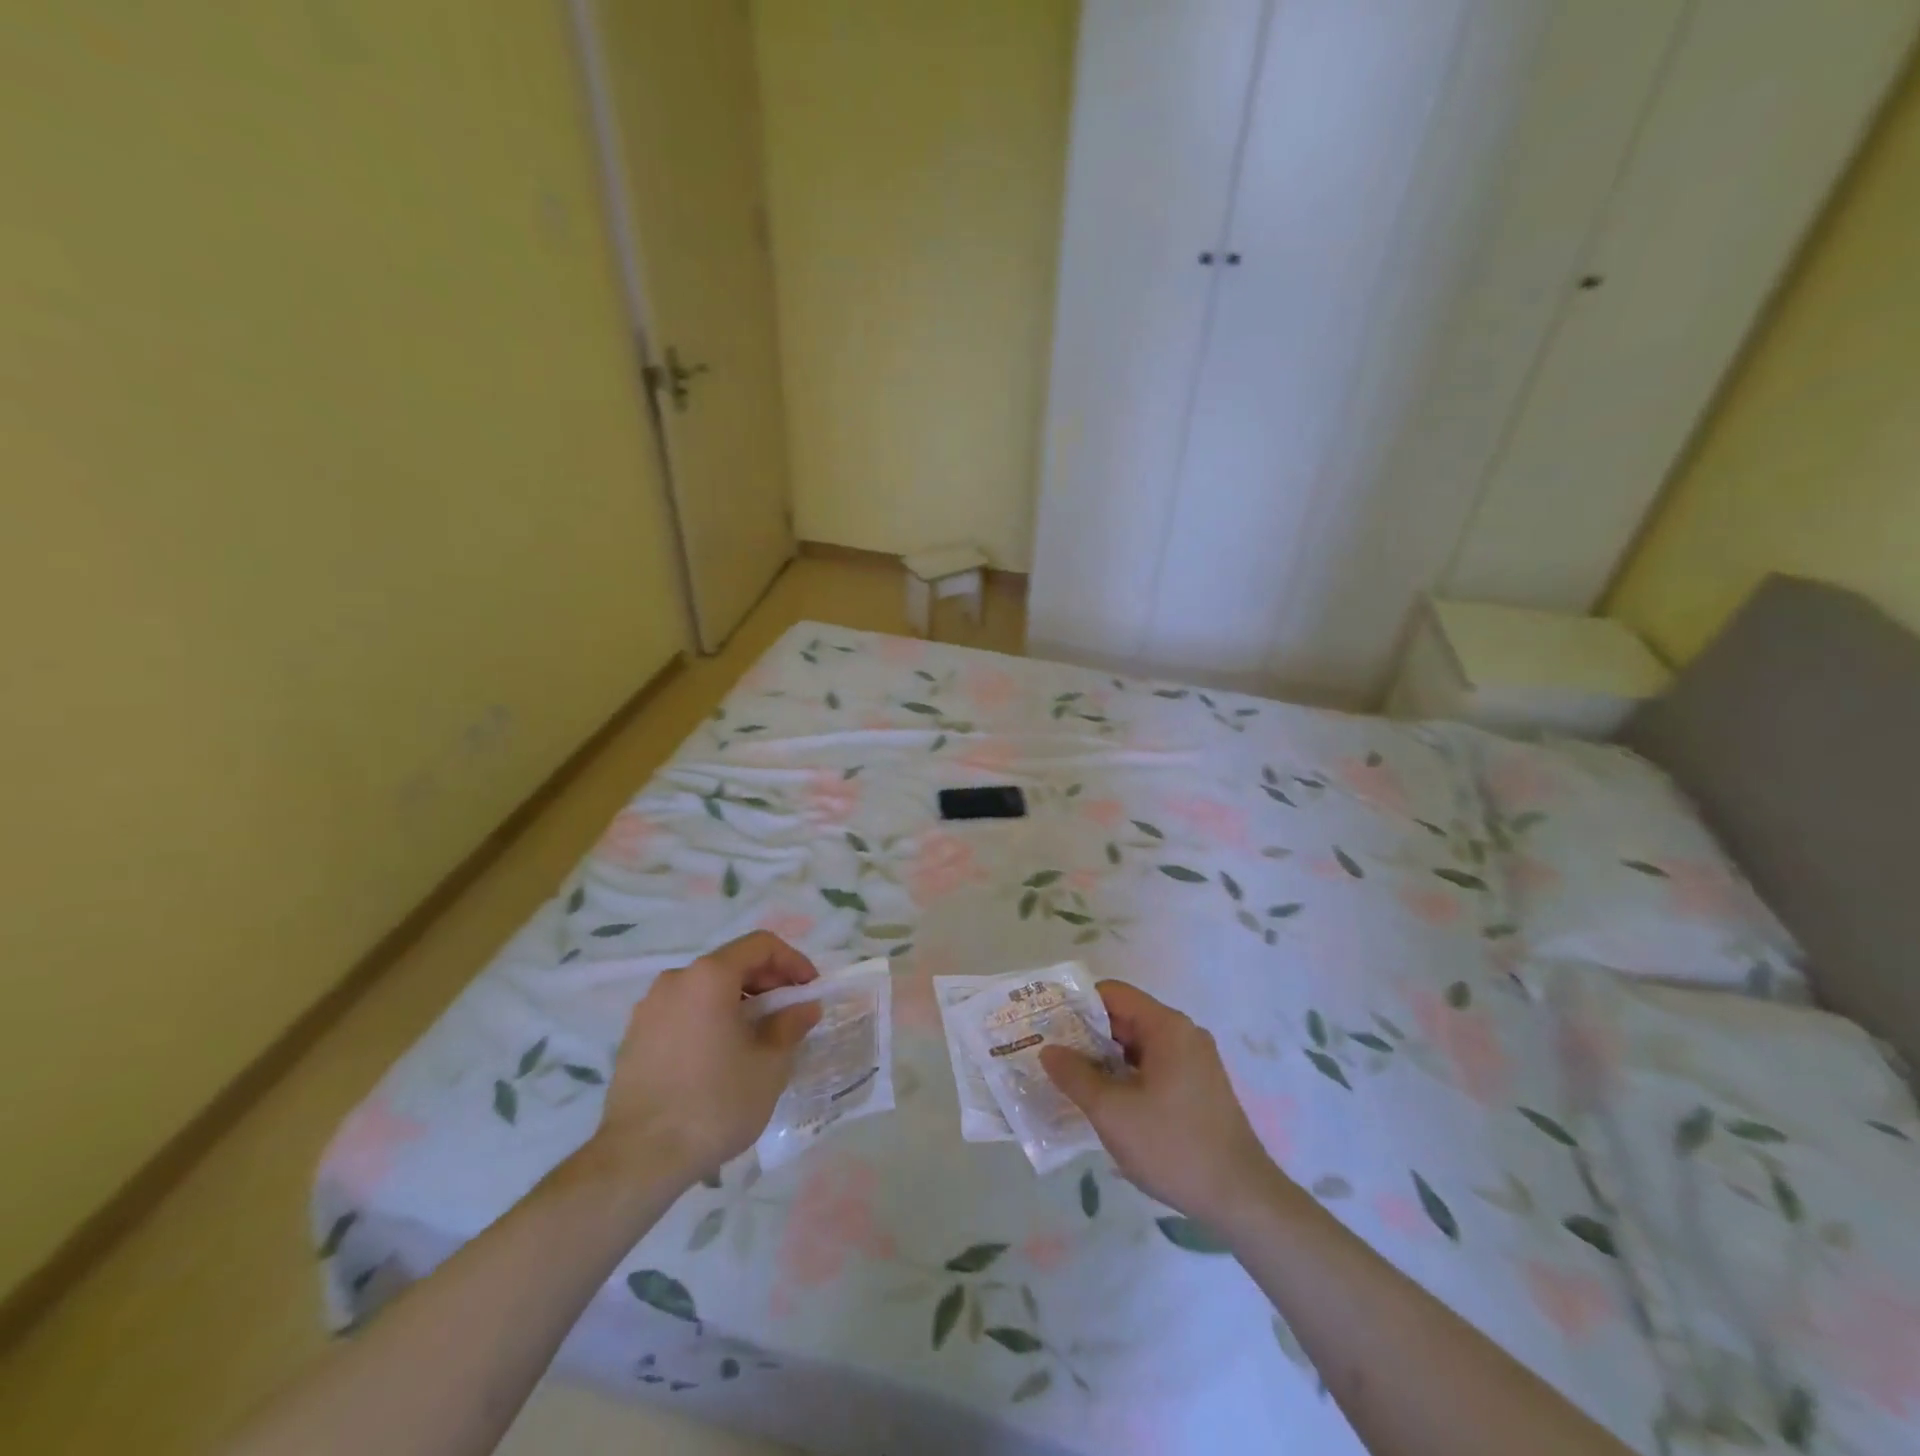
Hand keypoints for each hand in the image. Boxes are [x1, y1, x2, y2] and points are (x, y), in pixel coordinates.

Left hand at [594, 931, 820, 1189]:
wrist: (639, 1160)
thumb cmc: (715, 1103)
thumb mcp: (769, 1064)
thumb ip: (790, 1025)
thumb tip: (805, 1007)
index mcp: (709, 976)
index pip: (760, 945)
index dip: (793, 961)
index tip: (810, 990)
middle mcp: (675, 980)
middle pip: (731, 964)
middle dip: (767, 982)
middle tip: (790, 1014)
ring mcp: (649, 1009)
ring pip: (705, 990)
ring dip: (738, 1002)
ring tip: (758, 1037)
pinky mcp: (634, 1038)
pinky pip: (683, 1013)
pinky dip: (710, 1019)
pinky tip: (722, 1056)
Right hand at [1041, 981, 1284, 1228]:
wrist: (1242, 1199)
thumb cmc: (1174, 1147)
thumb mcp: (1113, 1113)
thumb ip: (1075, 1076)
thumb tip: (1049, 1050)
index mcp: (1167, 1027)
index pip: (1112, 993)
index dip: (1076, 1004)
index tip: (1048, 1023)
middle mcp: (1184, 1033)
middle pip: (1125, 1017)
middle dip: (1086, 1033)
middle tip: (1051, 1052)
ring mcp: (1194, 1060)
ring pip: (1138, 1044)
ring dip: (1104, 1057)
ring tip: (1069, 1076)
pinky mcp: (1198, 1086)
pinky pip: (1153, 1065)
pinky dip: (1126, 1074)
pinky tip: (1104, 1099)